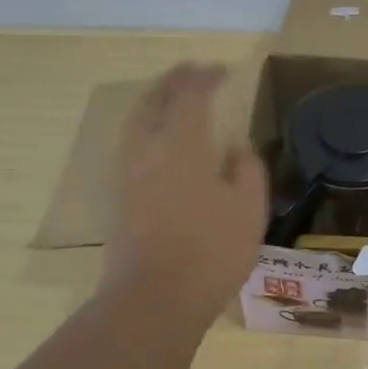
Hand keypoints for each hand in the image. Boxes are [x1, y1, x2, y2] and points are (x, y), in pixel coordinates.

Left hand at [100, 63, 267, 326]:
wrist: (154, 298)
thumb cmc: (211, 250)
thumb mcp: (248, 208)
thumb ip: (246, 170)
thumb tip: (236, 149)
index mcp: (182, 143)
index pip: (190, 95)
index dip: (205, 78)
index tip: (221, 71)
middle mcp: (148, 149)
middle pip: (153, 100)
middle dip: (173, 81)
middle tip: (191, 73)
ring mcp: (127, 174)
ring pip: (135, 122)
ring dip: (154, 102)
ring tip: (172, 99)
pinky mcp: (119, 198)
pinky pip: (131, 145)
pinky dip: (146, 128)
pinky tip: (159, 142)